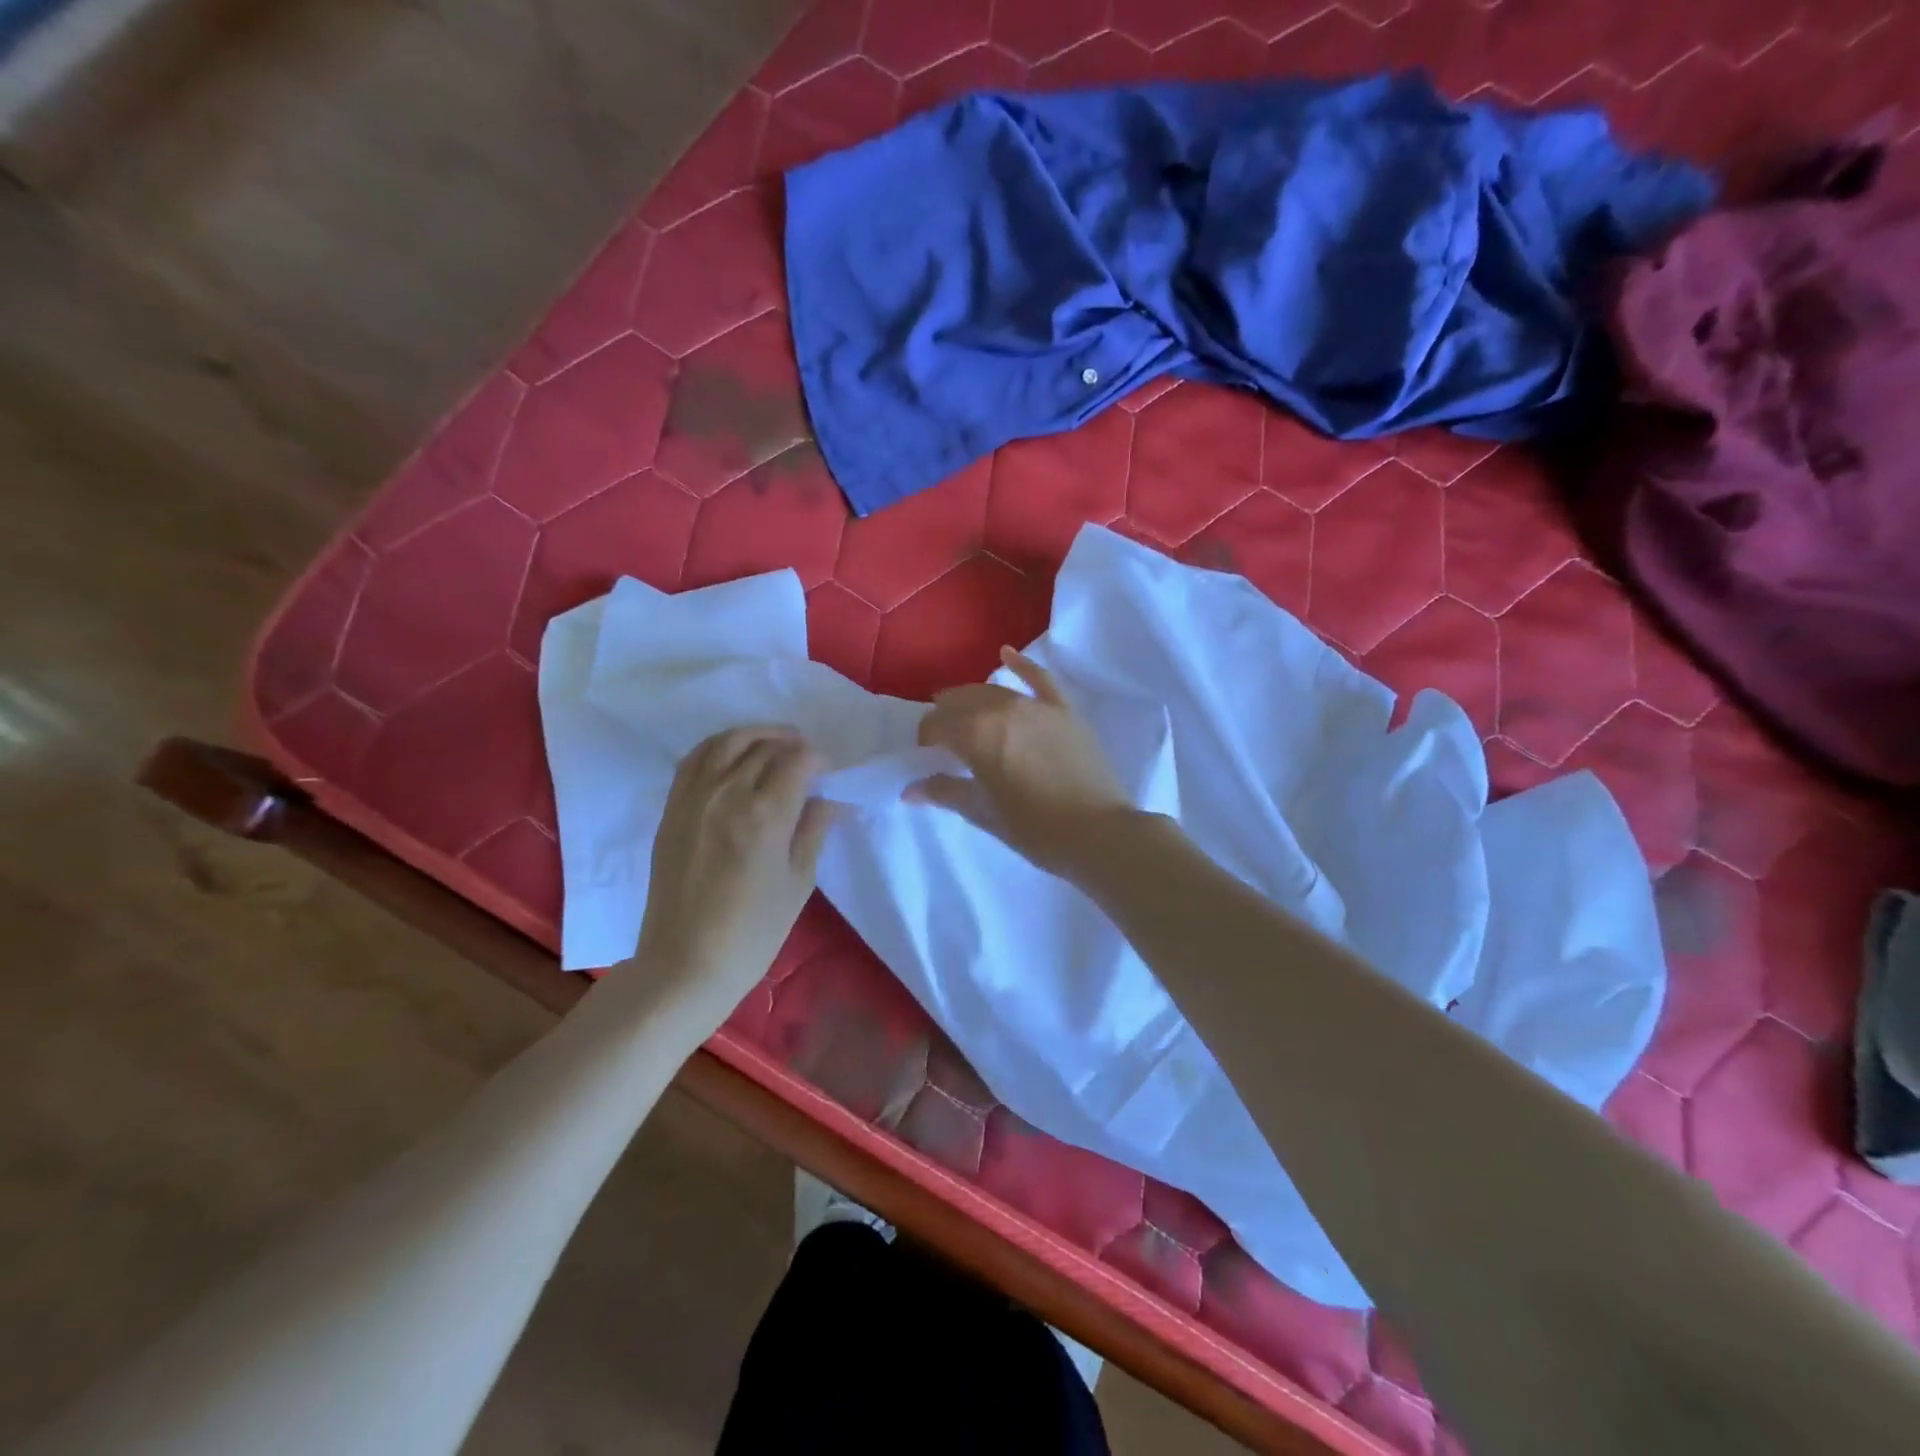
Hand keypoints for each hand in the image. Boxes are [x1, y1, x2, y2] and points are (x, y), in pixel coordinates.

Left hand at [633, 726, 842, 1006]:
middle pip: (764, 745)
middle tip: (807, 761)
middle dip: (792, 745)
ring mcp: (693, 798)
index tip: (828, 776)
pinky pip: (694, 759)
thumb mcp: (798, 882)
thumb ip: (814, 830)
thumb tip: (832, 799)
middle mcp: (727, 793)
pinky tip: (733, 757)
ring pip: (727, 742)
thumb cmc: (753, 931)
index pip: (799, 760)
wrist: (685, 963)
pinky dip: (719, 747)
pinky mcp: (672, 809)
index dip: (819, 761)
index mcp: (765, 814)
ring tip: (773, 745)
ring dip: (755, 735)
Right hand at [910, 647, 1130, 874]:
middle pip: (962, 703)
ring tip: (963, 709)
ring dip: (972, 698)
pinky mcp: (1065, 710)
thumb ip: (947, 792)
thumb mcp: (985, 813)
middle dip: (945, 717)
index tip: (925, 754)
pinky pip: (1040, 678)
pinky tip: (1005, 653)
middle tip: (942, 738)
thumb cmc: (1035, 830)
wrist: (1099, 833)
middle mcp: (1003, 710)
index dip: (926, 738)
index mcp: (977, 735)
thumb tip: (911, 789)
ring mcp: (1037, 706)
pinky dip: (1021, 664)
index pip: (938, 726)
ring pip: (994, 691)